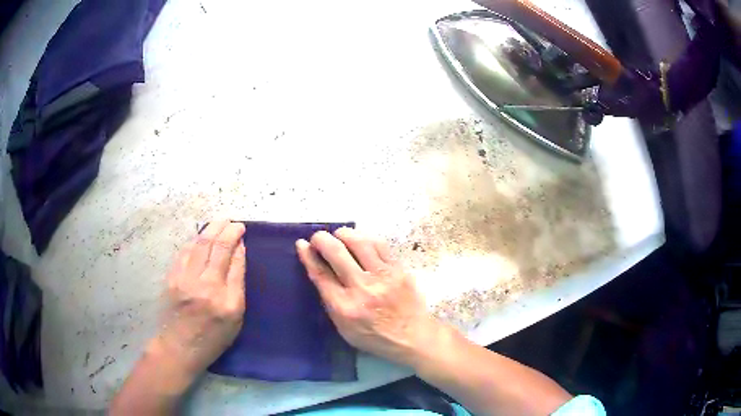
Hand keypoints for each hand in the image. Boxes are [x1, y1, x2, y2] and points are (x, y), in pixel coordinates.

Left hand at [153, 221, 245, 376]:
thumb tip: (238, 254)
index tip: (242, 234)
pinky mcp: (172, 277)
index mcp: (228, 302)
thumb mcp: (235, 319)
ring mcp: (187, 280)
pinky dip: (196, 239)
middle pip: (219, 247)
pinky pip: (186, 250)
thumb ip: (237, 285)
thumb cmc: (212, 338)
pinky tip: (202, 235)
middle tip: (234, 223)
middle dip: (228, 229)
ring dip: (212, 229)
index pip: (236, 263)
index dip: (239, 243)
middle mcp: (208, 287)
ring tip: (220, 222)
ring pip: (201, 244)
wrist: (179, 347)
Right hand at [296, 228, 442, 368]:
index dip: (308, 256)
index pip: (320, 274)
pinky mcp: (399, 269)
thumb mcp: (344, 329)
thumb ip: (331, 302)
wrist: (413, 337)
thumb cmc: (375, 337)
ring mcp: (383, 277)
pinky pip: (380, 244)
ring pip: (359, 242)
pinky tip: (360, 239)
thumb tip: (319, 272)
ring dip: (344, 234)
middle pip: (336, 253)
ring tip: (338, 235)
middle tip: (318, 237)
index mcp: (345, 308)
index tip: (301, 244)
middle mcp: (362, 289)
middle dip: (322, 239)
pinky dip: (365, 237)